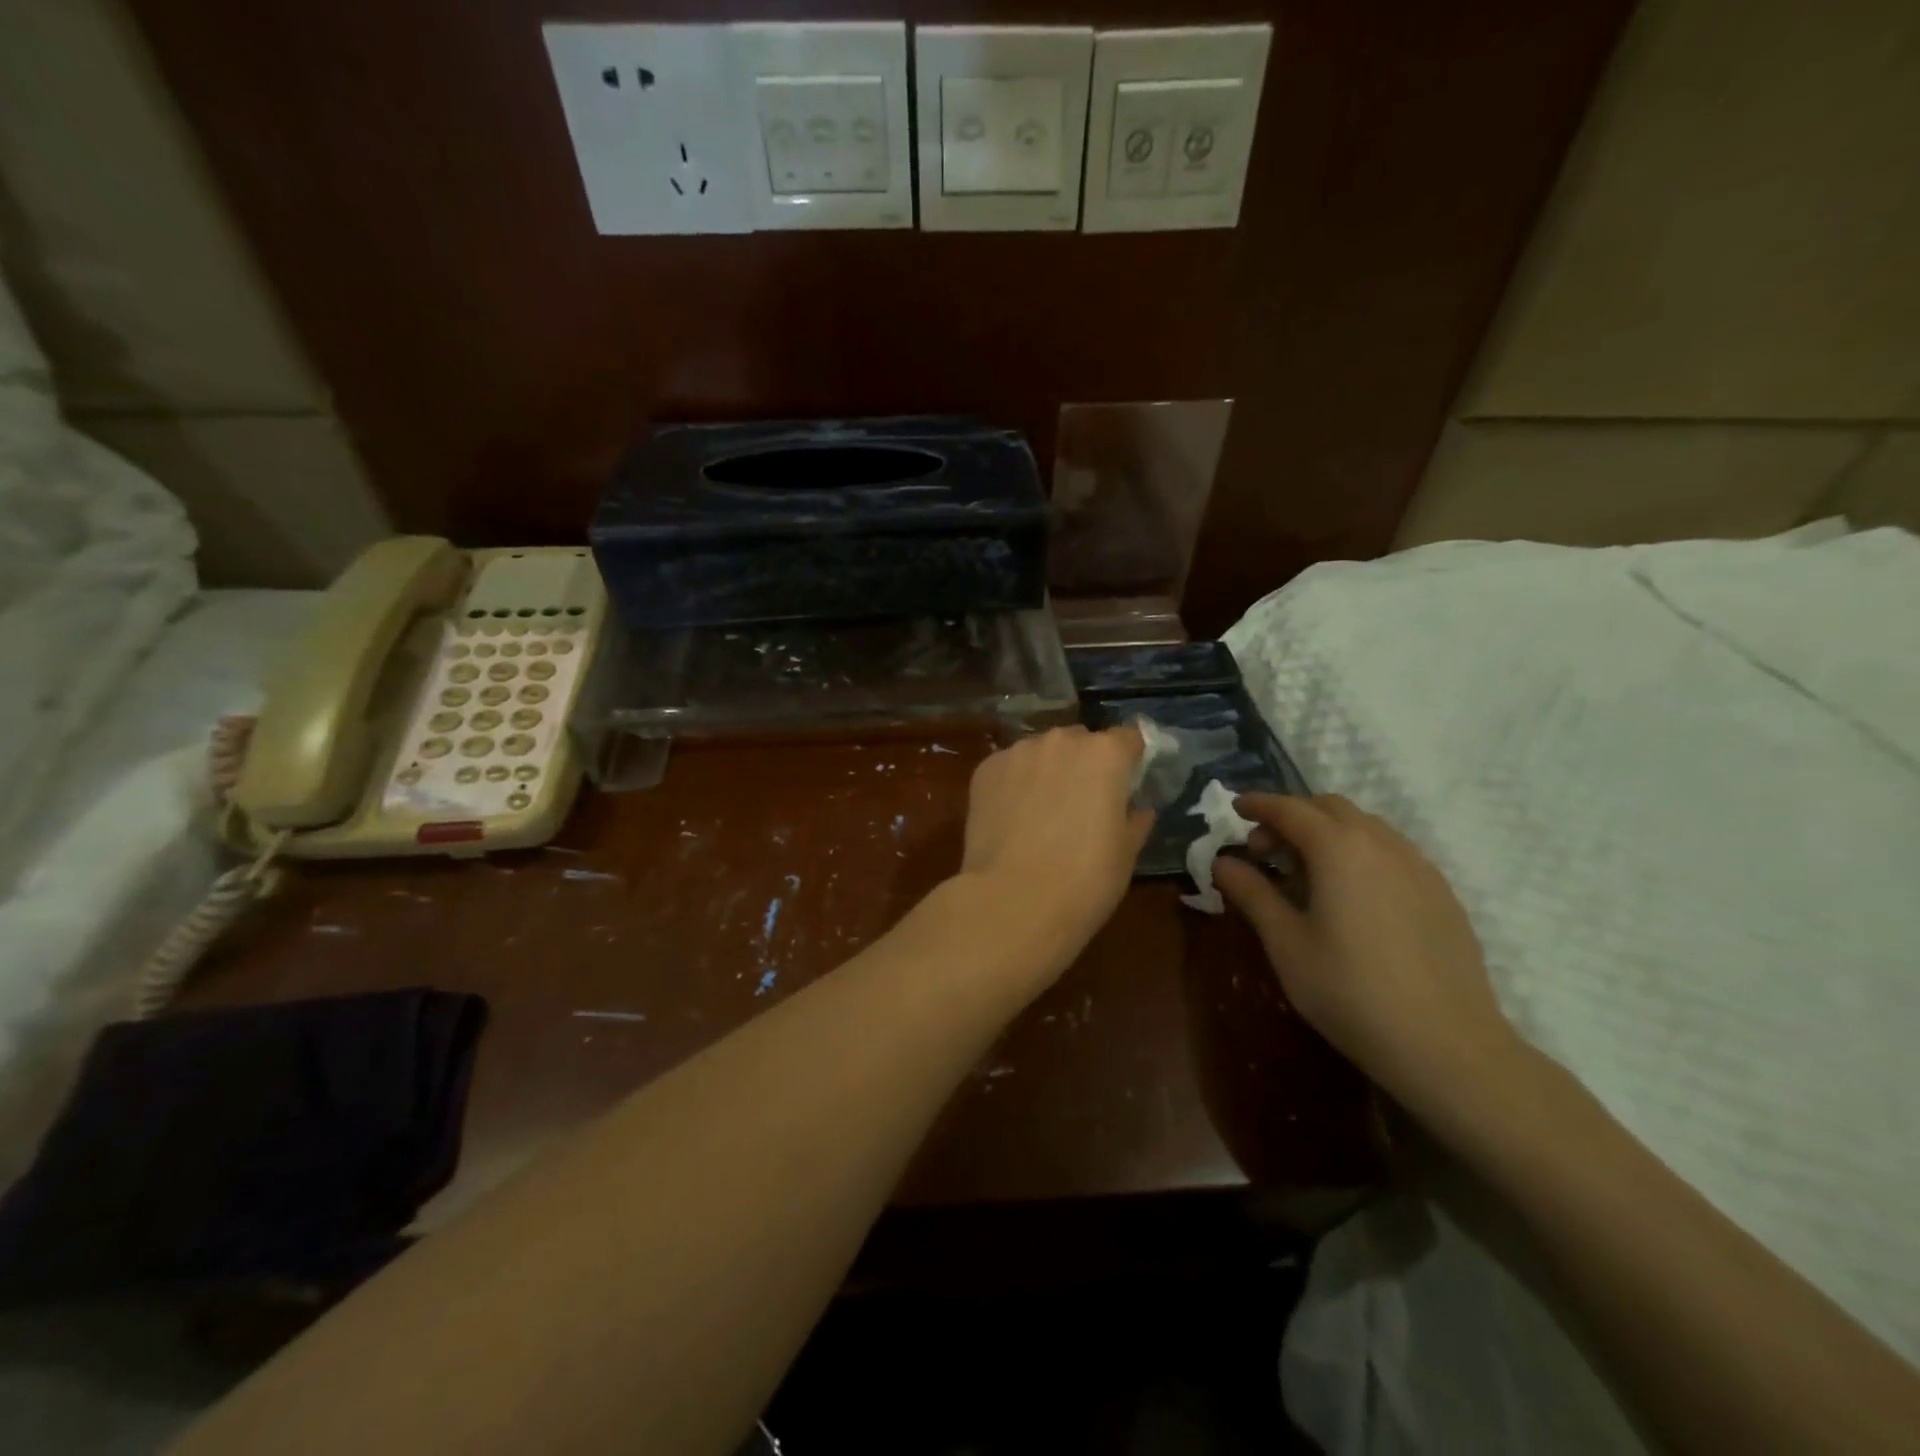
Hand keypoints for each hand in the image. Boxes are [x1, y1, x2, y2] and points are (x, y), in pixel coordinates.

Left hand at [953, 726, 1153, 980]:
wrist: (1013, 901)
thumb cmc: (1085, 880)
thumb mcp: (1126, 853)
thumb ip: (1135, 819)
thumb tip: (1137, 808)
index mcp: (1106, 754)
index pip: (1128, 738)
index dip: (1129, 760)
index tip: (1126, 785)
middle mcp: (1061, 740)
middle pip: (1080, 741)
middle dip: (1084, 764)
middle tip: (1082, 804)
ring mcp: (1018, 752)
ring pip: (1041, 753)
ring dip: (1047, 771)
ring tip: (1041, 813)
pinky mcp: (985, 770)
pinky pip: (1009, 768)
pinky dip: (1014, 784)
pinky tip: (1011, 818)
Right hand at [1212, 794, 1521, 1115]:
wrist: (1446, 1045)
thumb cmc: (1349, 991)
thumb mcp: (1286, 943)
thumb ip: (1252, 893)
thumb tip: (1223, 862)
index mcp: (1338, 848)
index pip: (1290, 809)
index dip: (1259, 804)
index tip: (1235, 808)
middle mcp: (1382, 843)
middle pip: (1330, 808)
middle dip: (1293, 816)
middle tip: (1264, 850)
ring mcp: (1419, 866)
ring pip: (1366, 826)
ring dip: (1328, 832)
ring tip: (1306, 871)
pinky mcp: (1442, 893)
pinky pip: (1392, 852)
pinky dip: (1360, 852)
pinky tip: (1352, 894)